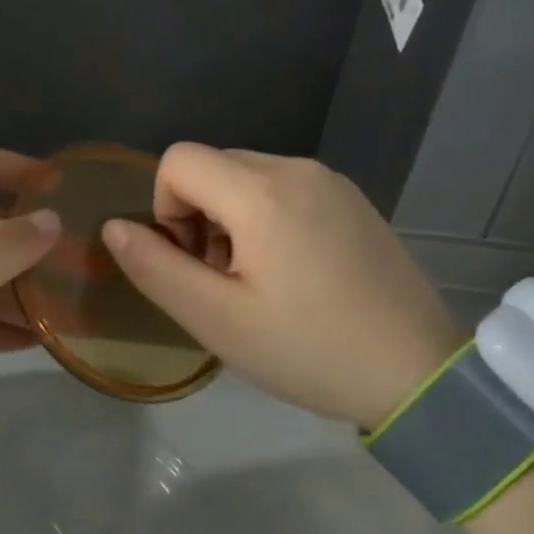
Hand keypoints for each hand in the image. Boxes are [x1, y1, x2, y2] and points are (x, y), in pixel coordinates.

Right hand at [102, 144, 464, 427]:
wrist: (419, 374)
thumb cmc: (309, 350)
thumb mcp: (218, 320)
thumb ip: (155, 267)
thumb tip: (114, 226)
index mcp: (262, 191)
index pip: (178, 160)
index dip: (164, 208)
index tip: (193, 262)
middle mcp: (297, 168)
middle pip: (213, 166)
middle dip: (197, 215)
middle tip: (223, 280)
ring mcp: (331, 181)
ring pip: (247, 177)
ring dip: (231, 218)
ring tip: (259, 280)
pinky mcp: (352, 199)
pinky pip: (285, 188)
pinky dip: (267, 217)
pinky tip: (294, 272)